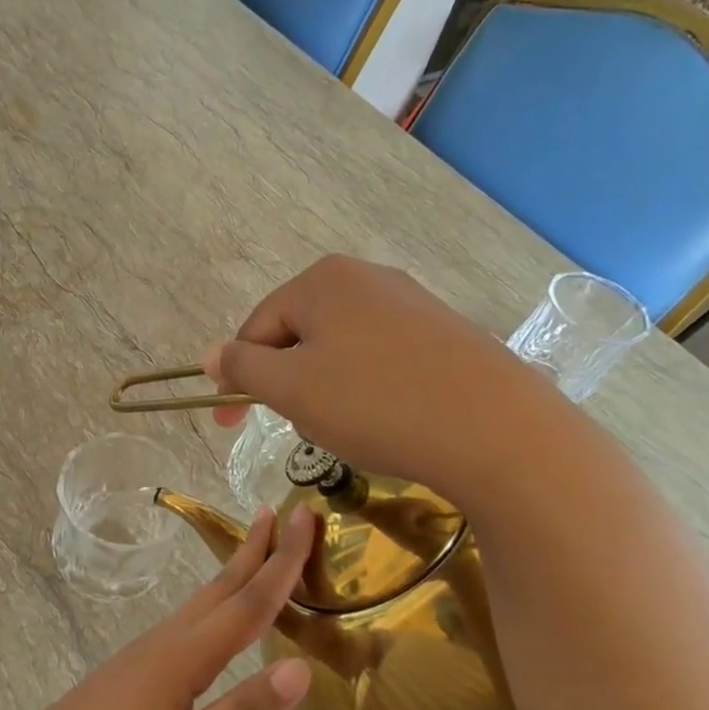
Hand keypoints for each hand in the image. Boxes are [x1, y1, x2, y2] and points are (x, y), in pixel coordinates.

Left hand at [0, 507, 315, 709]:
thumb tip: (301, 667)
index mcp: (185, 658)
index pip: (249, 603)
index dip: (282, 562)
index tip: (305, 518)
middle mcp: (169, 640)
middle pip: (224, 586)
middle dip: (259, 548)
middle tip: (289, 512)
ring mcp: (149, 649)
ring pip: (205, 597)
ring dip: (238, 567)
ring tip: (261, 543)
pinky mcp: (139, 664)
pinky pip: (192, 615)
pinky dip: (219, 596)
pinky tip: (220, 608)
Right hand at [203, 254, 570, 506]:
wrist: (498, 431)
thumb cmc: (376, 403)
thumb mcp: (291, 388)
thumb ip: (242, 368)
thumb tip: (210, 355)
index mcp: (323, 280)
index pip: (256, 327)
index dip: (236, 376)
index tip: (229, 424)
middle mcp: (367, 278)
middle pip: (299, 334)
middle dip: (288, 383)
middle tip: (299, 426)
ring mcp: (411, 303)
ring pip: (340, 350)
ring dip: (326, 389)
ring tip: (347, 427)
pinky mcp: (444, 334)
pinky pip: (381, 359)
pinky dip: (368, 390)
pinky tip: (386, 419)